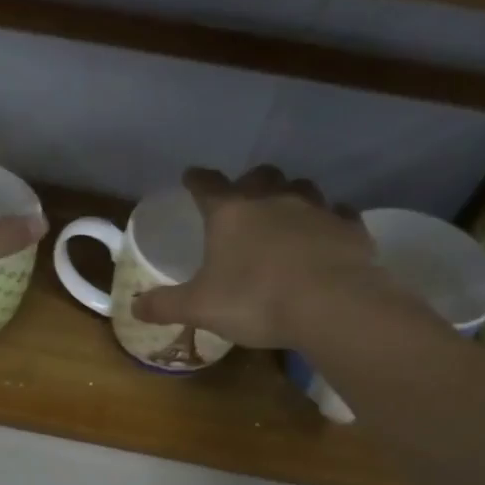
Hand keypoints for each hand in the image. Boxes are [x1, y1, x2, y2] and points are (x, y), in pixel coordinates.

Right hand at [132, 166, 409, 349]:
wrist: (332, 306)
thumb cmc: (254, 300)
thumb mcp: (199, 308)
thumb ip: (165, 305)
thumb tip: (134, 306)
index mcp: (229, 213)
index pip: (206, 184)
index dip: (196, 180)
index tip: (190, 177)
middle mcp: (272, 200)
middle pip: (259, 176)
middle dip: (248, 183)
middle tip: (241, 199)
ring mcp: (316, 209)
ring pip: (301, 188)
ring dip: (289, 196)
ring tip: (283, 214)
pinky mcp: (350, 227)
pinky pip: (337, 213)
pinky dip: (327, 220)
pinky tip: (323, 234)